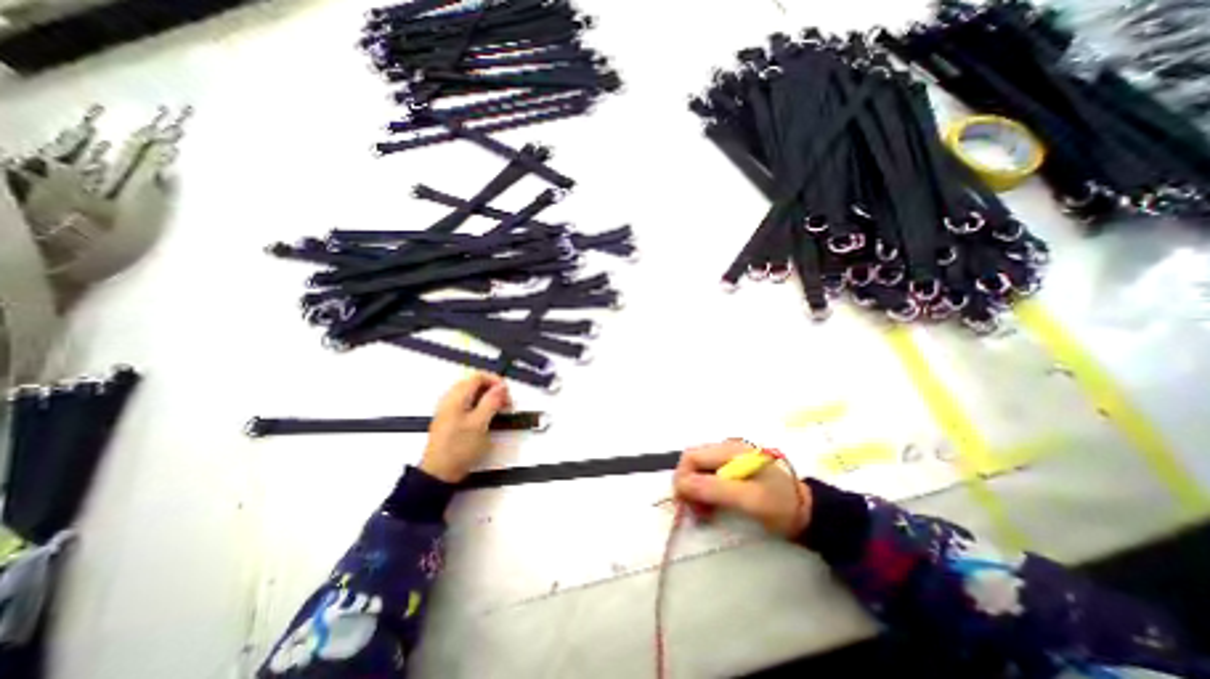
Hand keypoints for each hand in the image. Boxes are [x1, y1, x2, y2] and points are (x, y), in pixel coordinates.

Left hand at [423, 372, 508, 481]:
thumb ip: (491, 402)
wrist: (439, 473)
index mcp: (456, 397)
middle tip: (505, 401)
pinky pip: (467, 403)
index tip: (507, 392)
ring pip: (471, 393)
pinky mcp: (450, 419)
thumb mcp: (480, 424)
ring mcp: (449, 409)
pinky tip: (487, 417)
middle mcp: (450, 399)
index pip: (477, 376)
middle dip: (492, 388)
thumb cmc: (459, 448)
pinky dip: (480, 405)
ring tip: (499, 410)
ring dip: (487, 397)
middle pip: (474, 383)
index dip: (495, 380)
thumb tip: (502, 386)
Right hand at [672, 441, 810, 539]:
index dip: (682, 478)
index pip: (691, 457)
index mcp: (729, 450)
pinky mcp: (732, 469)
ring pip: (698, 469)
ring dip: (694, 490)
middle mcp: (725, 449)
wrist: (808, 512)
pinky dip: (703, 492)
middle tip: (694, 512)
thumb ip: (715, 489)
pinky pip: (708, 476)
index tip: (685, 505)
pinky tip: (710, 507)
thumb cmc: (780, 505)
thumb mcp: (749, 499)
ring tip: (703, 513)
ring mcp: (729, 458)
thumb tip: (681, 484)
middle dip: (687, 485)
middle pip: (692, 461)